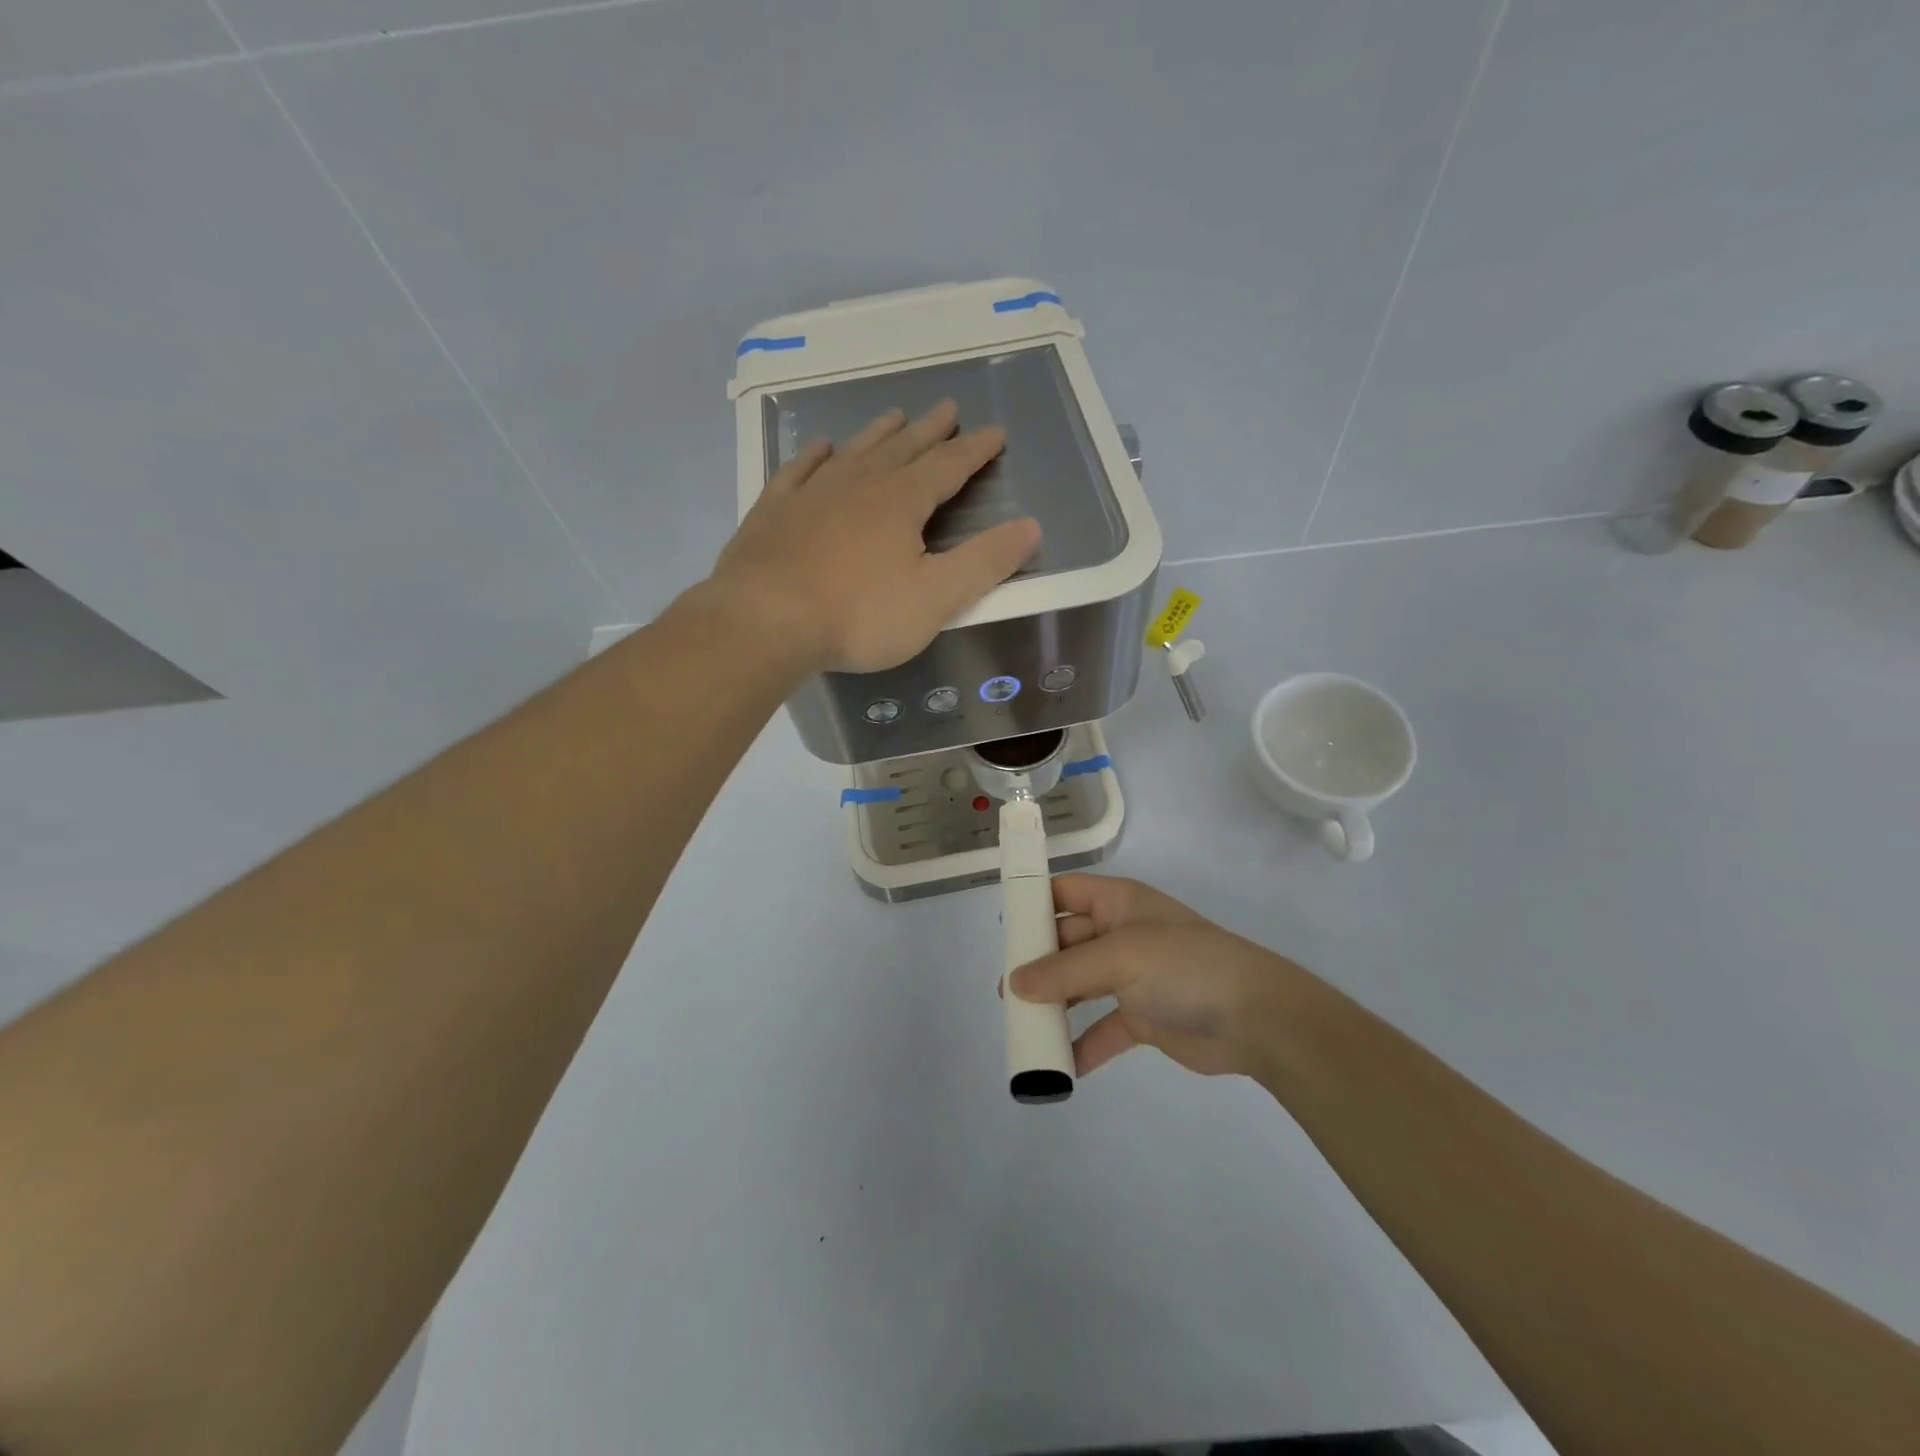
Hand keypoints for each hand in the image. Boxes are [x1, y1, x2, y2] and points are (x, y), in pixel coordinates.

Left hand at [709, 400, 1040, 673]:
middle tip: (947, 407)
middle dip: (930, 431)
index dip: (975, 450)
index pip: (948, 466)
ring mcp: (811, 493)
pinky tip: (820, 447)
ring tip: (894, 415)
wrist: (765, 620)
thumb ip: (985, 562)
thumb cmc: (858, 615)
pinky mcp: (774, 511)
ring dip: (878, 433)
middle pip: (902, 448)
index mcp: (901, 502)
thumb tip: (1031, 527)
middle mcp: (859, 484)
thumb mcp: (936, 597)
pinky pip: (799, 470)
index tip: (995, 432)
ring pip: (854, 451)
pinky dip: (814, 455)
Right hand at [1008, 875, 1308, 1079]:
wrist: (1258, 1018)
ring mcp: (1132, 977)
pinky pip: (1102, 1029)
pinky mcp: (1143, 1017)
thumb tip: (1014, 983)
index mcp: (1117, 903)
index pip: (1064, 892)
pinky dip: (1082, 1045)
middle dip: (1036, 965)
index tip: (1002, 931)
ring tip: (1023, 1027)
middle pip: (1066, 943)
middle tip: (1006, 993)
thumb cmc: (1186, 967)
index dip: (1033, 904)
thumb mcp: (1122, 957)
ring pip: (1079, 986)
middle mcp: (1121, 934)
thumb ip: (1065, 970)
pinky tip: (1062, 1067)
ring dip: (1054, 1005)